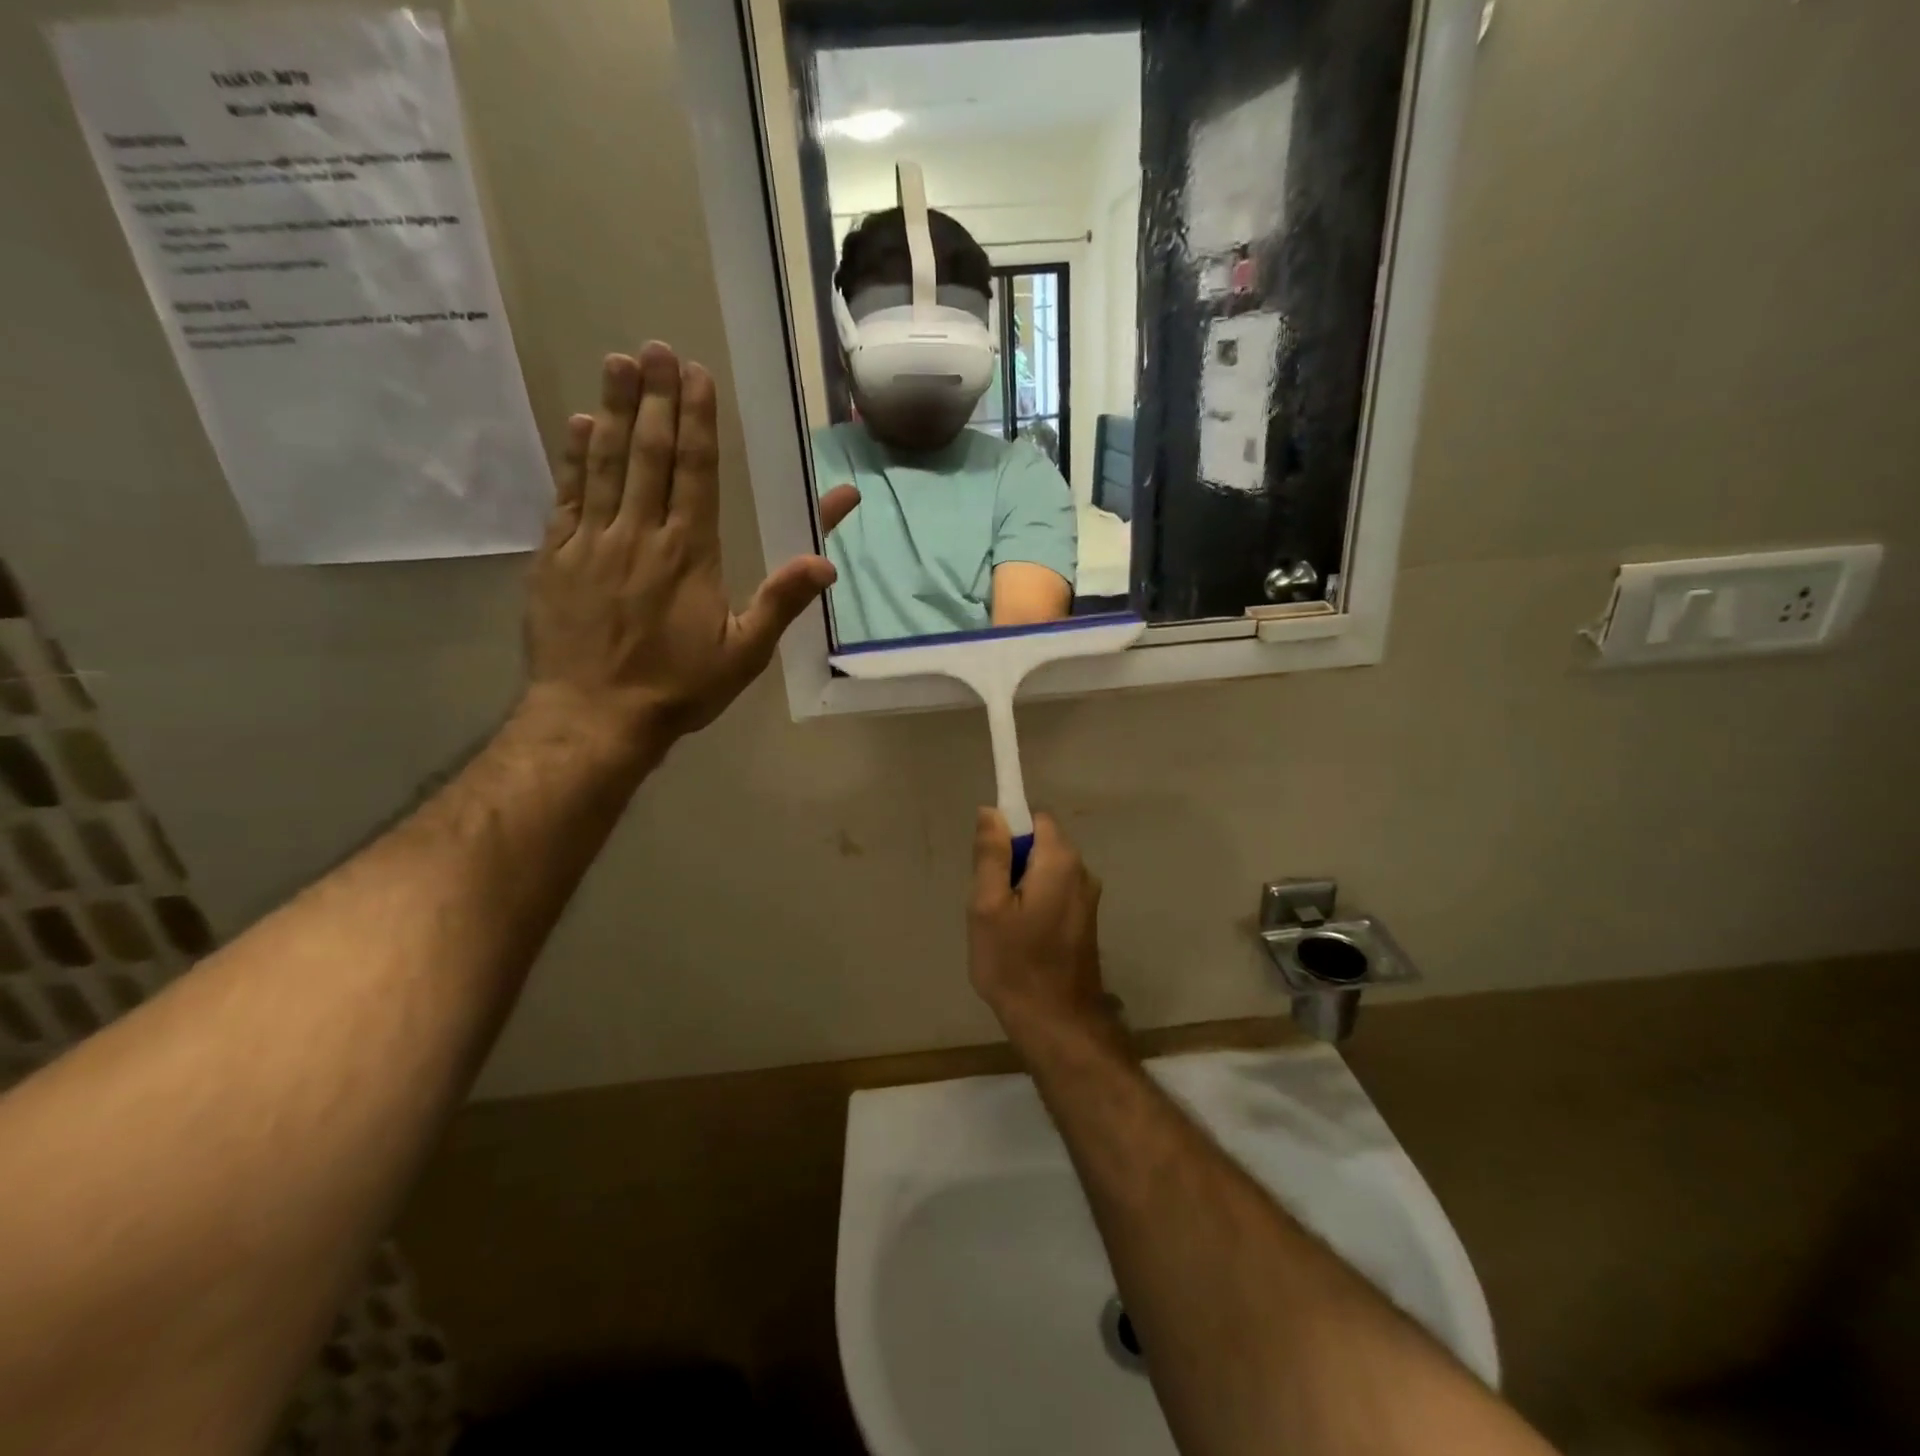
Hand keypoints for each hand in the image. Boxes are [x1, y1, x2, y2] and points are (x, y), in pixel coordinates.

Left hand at [523, 344, 859, 752]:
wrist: (594, 718)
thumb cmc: (677, 687)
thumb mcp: (743, 654)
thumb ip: (781, 603)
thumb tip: (826, 563)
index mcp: (689, 554)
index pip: (694, 473)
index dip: (696, 421)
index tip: (694, 376)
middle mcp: (640, 534)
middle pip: (648, 454)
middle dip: (654, 398)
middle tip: (655, 348)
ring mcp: (592, 543)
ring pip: (604, 464)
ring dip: (612, 410)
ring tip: (617, 363)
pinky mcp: (556, 558)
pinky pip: (567, 496)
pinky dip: (574, 458)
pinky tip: (578, 425)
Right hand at [969, 809, 1110, 1041]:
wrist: (1057, 1024)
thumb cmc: (1015, 963)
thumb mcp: (987, 906)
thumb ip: (991, 854)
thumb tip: (992, 811)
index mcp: (1060, 861)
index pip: (1035, 818)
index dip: (1007, 831)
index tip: (987, 862)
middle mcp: (1082, 872)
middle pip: (1040, 843)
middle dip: (1011, 861)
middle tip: (989, 900)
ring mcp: (1087, 898)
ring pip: (1045, 870)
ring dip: (1021, 885)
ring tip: (1002, 924)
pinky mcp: (1085, 920)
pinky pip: (1054, 892)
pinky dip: (1034, 902)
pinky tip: (1020, 937)